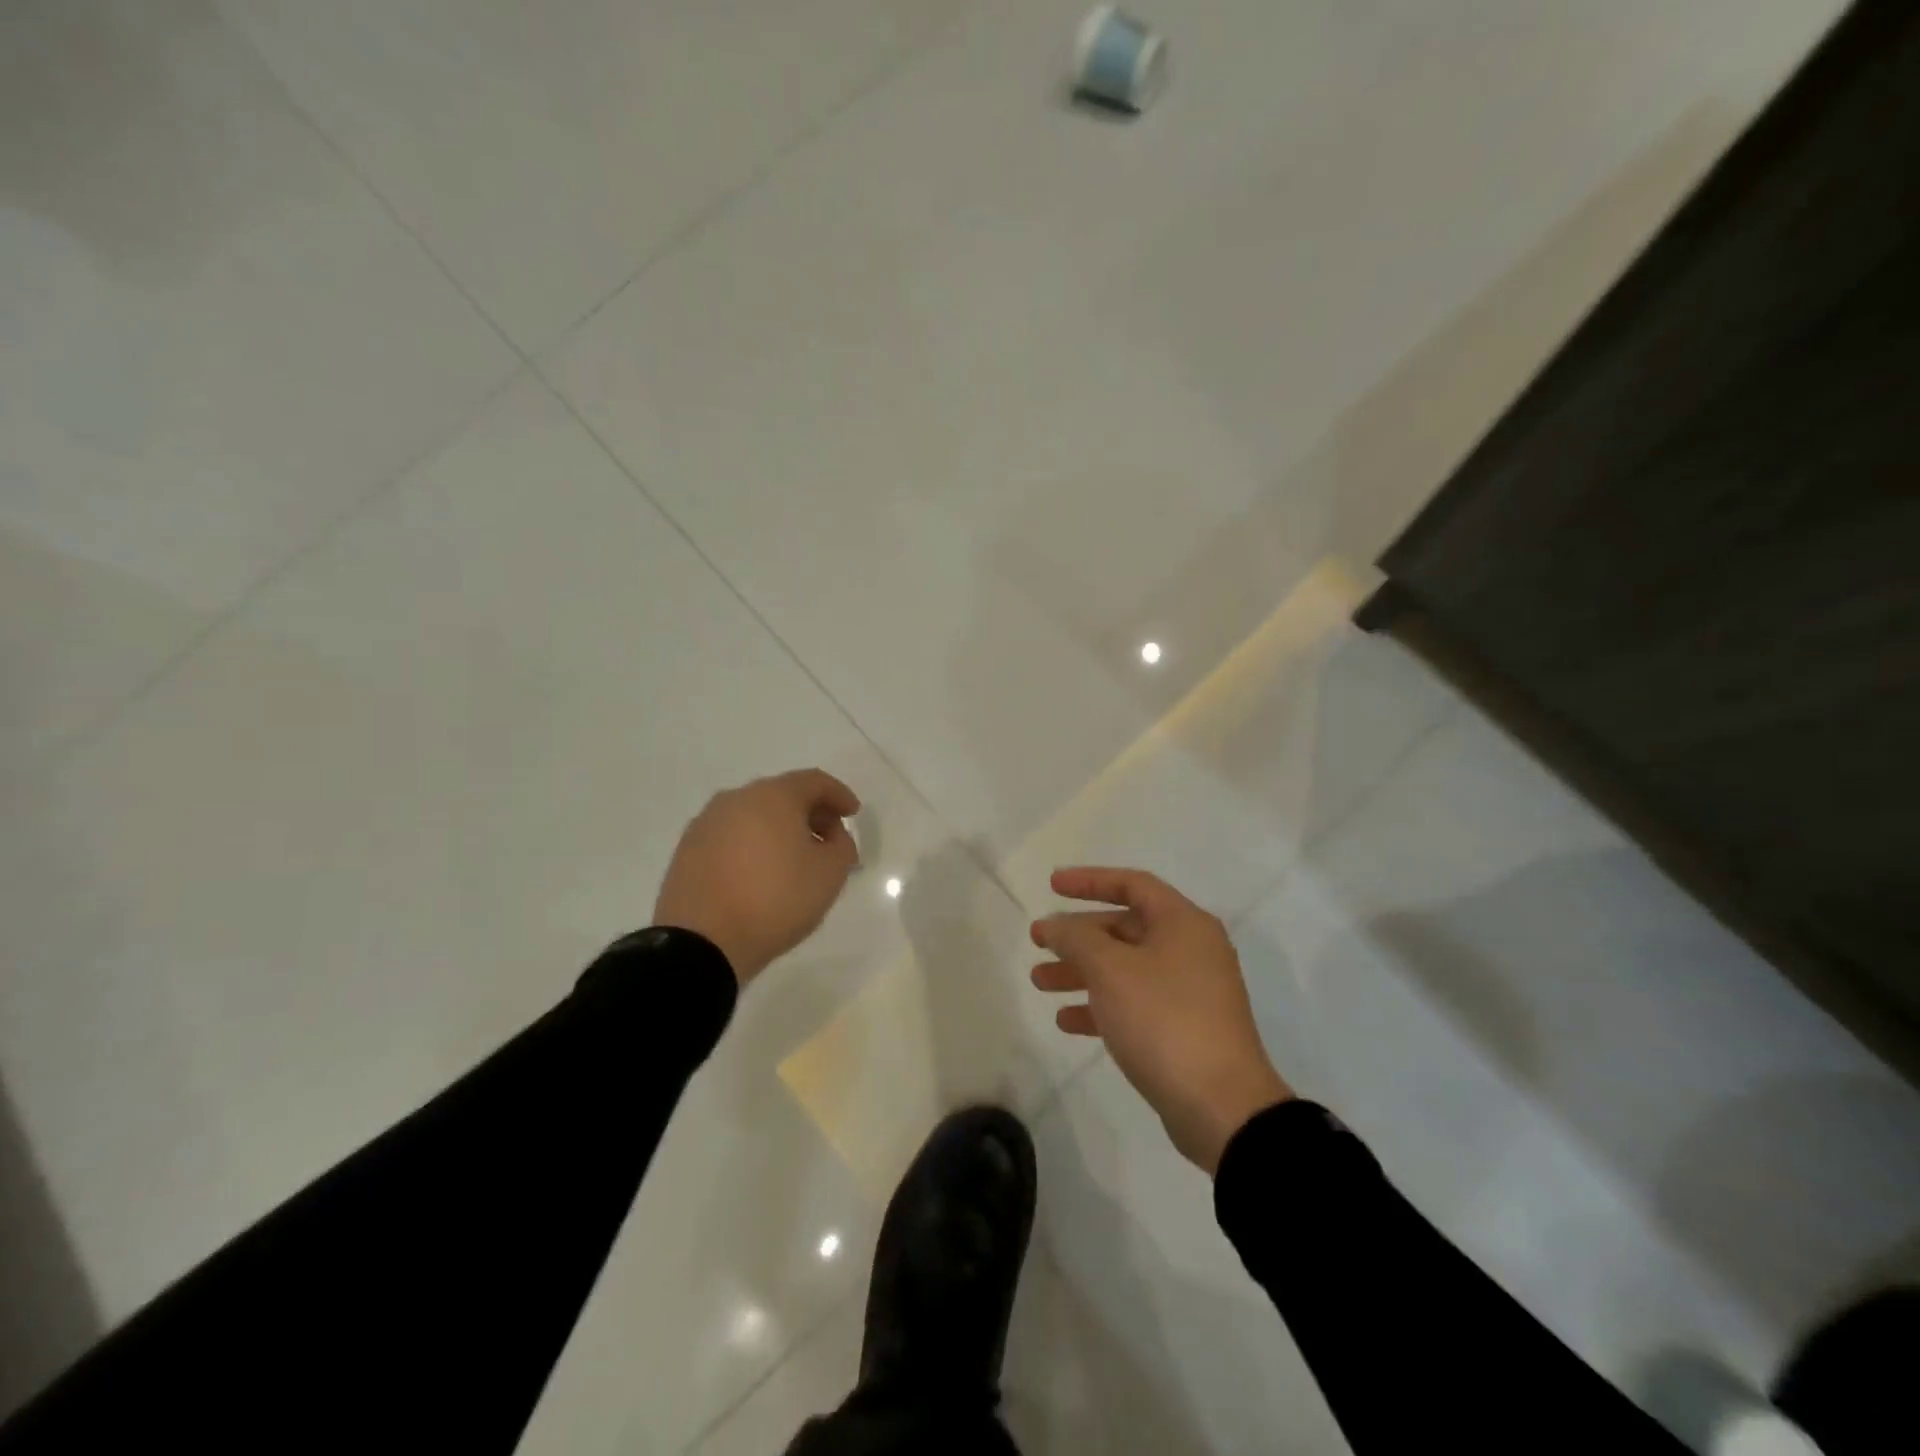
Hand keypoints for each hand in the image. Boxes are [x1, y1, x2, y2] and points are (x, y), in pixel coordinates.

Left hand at [654, 769, 860, 984]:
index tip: (853, 814)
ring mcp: (707, 823)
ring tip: (794, 859)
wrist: (701, 943)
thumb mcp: (829, 875)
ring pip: (754, 814)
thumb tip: (832, 836)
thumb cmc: (775, 900)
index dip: (839, 795)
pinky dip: (752, 843)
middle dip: (810, 812)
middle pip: (782, 794)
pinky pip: (731, 835)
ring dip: (779, 828)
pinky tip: (760, 871)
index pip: (814, 781)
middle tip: (828, 839)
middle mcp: (736, 799)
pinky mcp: (688, 849)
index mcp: (773, 796)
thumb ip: (842, 846)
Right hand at [1031, 867, 1291, 1173]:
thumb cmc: (1164, 1020)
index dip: (1089, 881)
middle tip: (1038, 943)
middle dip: (1078, 935)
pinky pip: (1135, 1004)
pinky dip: (1101, 1006)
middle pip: (1125, 928)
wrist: (1222, 1107)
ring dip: (1081, 972)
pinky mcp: (1184, 1030)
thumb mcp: (1111, 970)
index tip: (1052, 886)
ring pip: (1125, 968)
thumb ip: (1075, 938)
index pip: (1132, 884)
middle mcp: (1191, 950)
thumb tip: (1053, 925)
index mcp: (1183, 923)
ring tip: (1040, 982)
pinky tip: (1067, 1021)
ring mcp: (1190, 992)